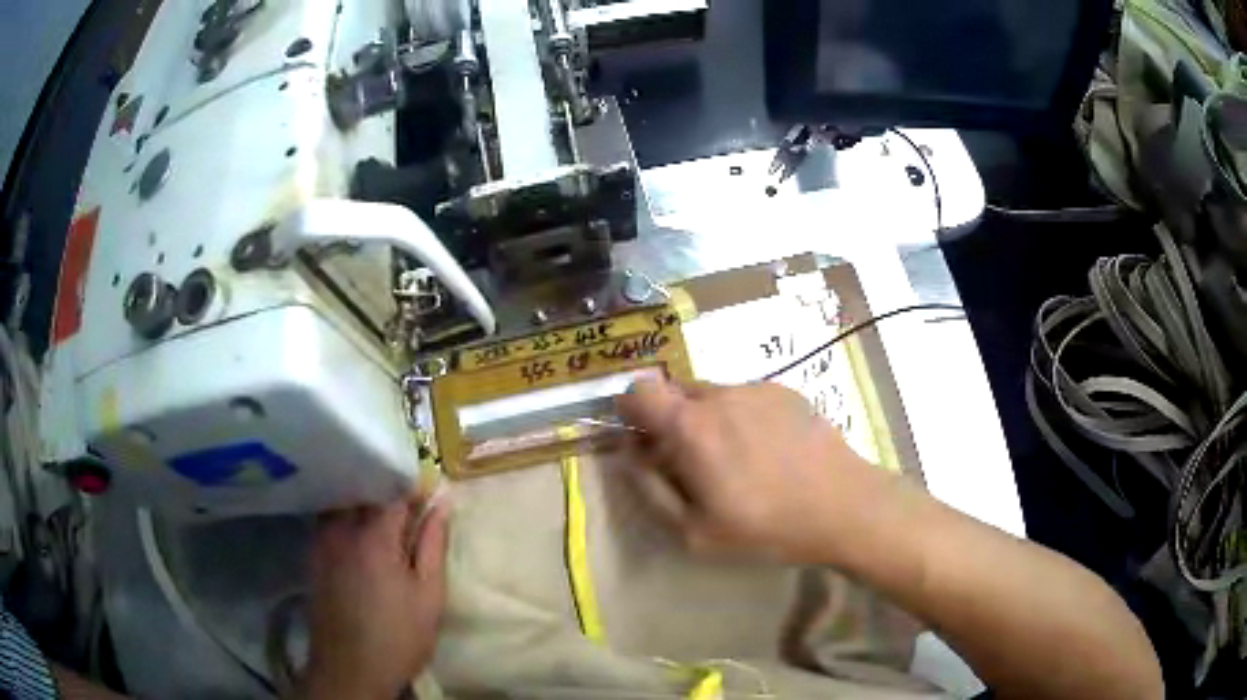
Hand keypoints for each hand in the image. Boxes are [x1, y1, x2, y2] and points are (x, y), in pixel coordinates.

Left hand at [302, 494, 448, 699]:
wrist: (351, 668)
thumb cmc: (398, 636)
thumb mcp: (428, 594)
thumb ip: (433, 544)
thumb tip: (442, 503)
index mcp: (374, 536)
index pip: (393, 491)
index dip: (413, 488)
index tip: (429, 496)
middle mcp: (341, 529)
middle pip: (362, 490)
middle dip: (386, 491)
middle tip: (408, 509)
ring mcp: (321, 541)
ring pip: (342, 502)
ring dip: (362, 502)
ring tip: (383, 519)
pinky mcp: (312, 555)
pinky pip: (328, 520)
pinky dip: (344, 517)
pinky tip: (358, 537)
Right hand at [615, 378, 887, 564]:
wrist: (843, 507)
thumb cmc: (765, 527)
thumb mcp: (694, 532)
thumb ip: (650, 490)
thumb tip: (630, 454)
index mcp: (691, 426)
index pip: (639, 390)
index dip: (631, 410)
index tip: (642, 438)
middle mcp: (721, 395)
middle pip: (676, 392)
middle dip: (671, 421)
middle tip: (692, 461)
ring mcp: (757, 389)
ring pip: (713, 394)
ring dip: (709, 419)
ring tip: (738, 460)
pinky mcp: (786, 391)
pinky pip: (746, 397)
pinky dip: (742, 417)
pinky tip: (769, 451)